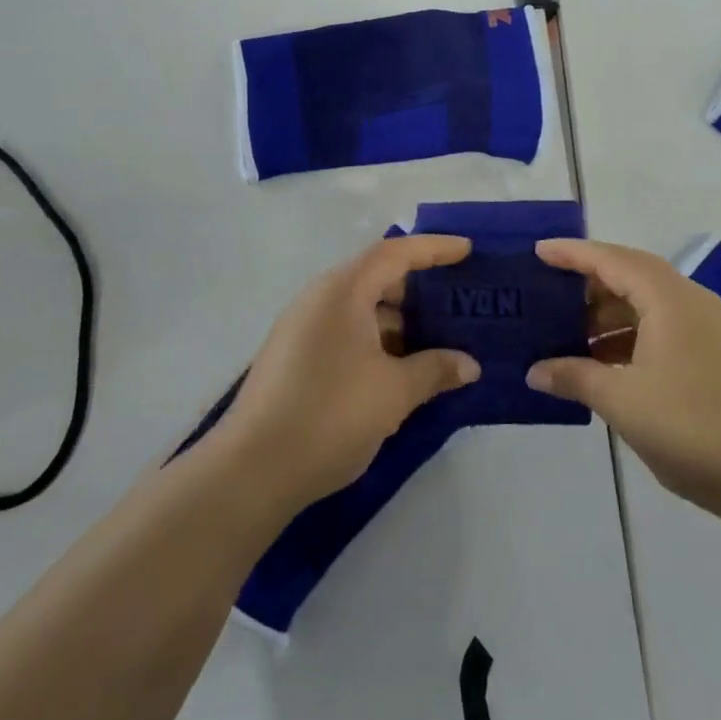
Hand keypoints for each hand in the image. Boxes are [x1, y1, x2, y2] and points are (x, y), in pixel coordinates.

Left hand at [217, 235, 481, 513]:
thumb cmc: (330, 415)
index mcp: (343, 291)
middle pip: (377, 277)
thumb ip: (435, 370)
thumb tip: (469, 365)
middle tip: (457, 302)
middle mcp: (319, 298)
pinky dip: (376, 340)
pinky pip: (345, 331)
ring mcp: (302, 327)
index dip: (434, 248)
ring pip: (361, 308)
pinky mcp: (295, 356)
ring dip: (399, 320)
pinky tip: (399, 367)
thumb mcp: (394, 392)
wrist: (251, 470)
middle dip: (419, 289)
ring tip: (437, 339)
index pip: (396, 253)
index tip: (468, 250)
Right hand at [526, 239, 720, 521]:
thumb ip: (575, 378)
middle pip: (631, 275)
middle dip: (588, 283)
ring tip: (568, 333)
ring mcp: (707, 327)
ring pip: (647, 304)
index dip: (572, 253)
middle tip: (548, 294)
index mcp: (669, 299)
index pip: (612, 260)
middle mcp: (690, 301)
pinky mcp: (714, 353)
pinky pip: (662, 327)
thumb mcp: (622, 401)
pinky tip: (605, 362)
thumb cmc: (691, 426)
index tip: (538, 251)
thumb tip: (534, 371)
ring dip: (608, 315)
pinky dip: (629, 336)